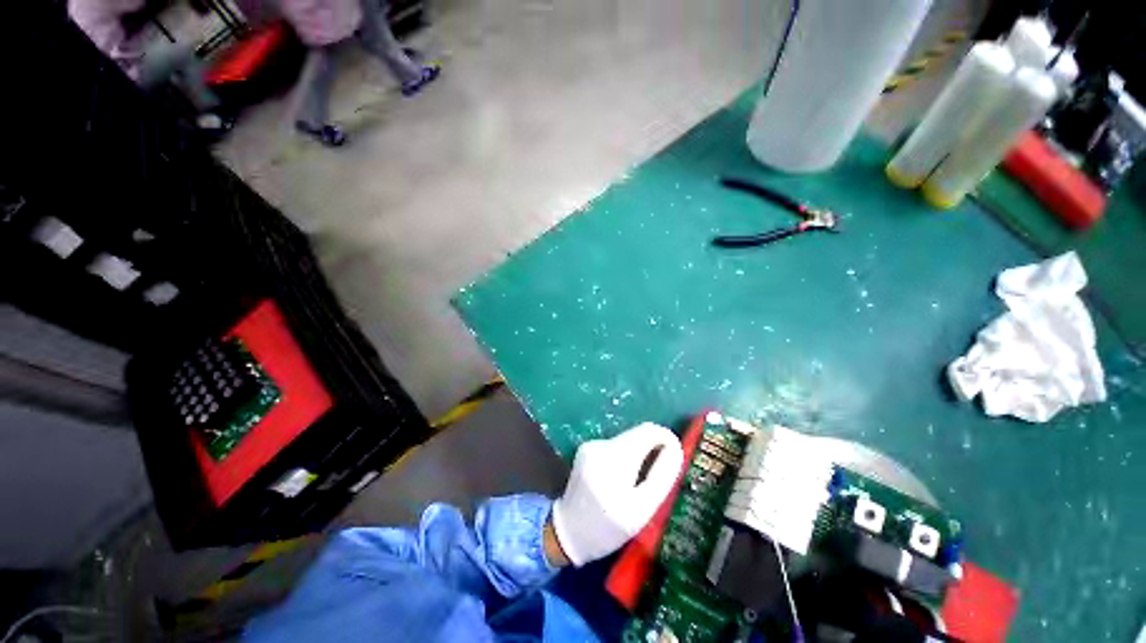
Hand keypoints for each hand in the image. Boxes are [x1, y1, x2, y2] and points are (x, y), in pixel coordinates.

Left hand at [550, 423, 683, 566]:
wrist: (567, 532)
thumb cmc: (607, 528)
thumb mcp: (641, 510)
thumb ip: (661, 476)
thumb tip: (675, 448)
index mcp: (616, 459)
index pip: (648, 431)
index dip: (666, 438)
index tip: (675, 457)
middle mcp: (602, 445)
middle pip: (638, 434)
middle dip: (653, 449)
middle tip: (657, 476)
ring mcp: (592, 444)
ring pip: (627, 439)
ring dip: (639, 454)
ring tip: (637, 483)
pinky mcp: (586, 448)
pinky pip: (616, 445)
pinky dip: (625, 457)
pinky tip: (620, 479)